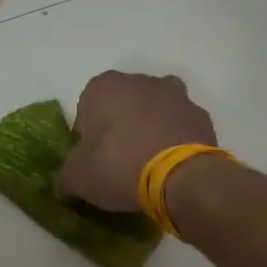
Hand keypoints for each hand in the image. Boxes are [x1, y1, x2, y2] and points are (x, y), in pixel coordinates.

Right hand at [57, 70, 217, 210]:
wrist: (180, 177)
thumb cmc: (118, 166)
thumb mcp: (77, 178)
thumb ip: (66, 176)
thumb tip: (65, 185)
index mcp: (104, 86)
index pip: (86, 108)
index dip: (86, 135)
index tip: (92, 158)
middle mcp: (140, 81)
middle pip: (122, 104)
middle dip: (119, 126)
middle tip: (117, 161)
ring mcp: (175, 95)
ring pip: (154, 110)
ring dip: (149, 129)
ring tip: (147, 162)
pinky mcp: (201, 115)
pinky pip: (179, 126)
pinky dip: (174, 139)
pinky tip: (171, 166)